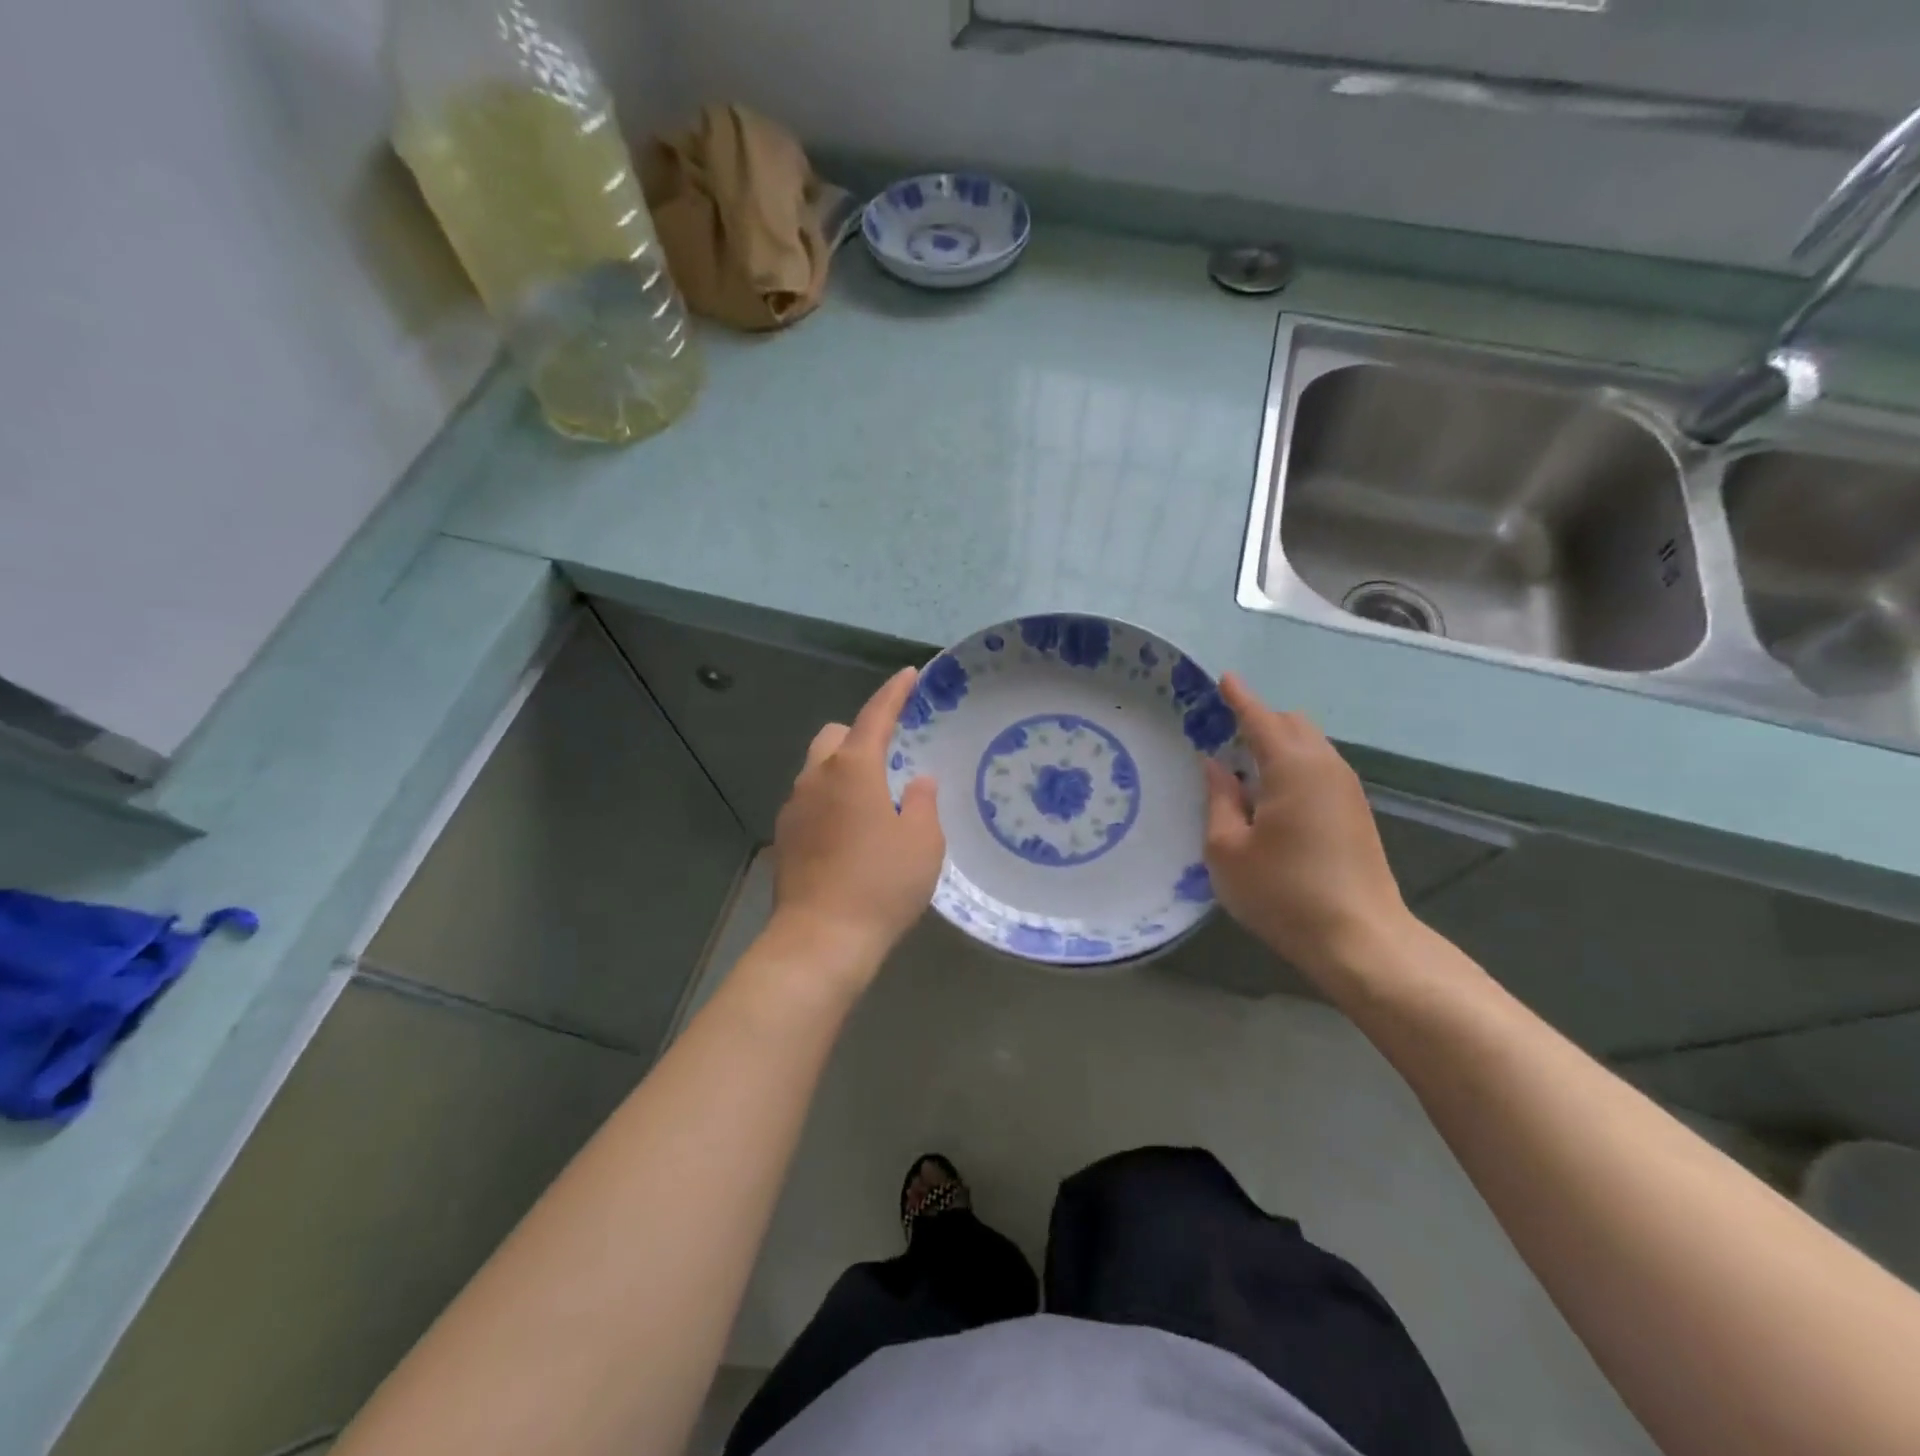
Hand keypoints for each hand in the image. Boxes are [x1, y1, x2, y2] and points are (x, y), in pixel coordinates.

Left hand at [769, 668, 944, 977]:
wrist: (821, 939)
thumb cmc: (881, 883)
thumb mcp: (922, 841)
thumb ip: (923, 802)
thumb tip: (916, 783)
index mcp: (852, 768)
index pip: (874, 716)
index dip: (894, 693)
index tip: (909, 675)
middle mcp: (815, 777)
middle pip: (835, 737)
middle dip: (860, 736)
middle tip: (889, 760)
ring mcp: (794, 807)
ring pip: (818, 770)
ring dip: (843, 773)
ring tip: (873, 804)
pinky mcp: (785, 837)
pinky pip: (810, 802)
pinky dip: (830, 802)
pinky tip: (850, 835)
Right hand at [1202, 674, 1413, 984]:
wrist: (1360, 940)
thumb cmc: (1283, 893)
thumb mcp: (1227, 850)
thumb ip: (1219, 799)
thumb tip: (1216, 765)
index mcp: (1293, 768)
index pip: (1261, 718)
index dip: (1239, 697)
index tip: (1223, 678)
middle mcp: (1326, 767)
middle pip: (1292, 724)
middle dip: (1259, 718)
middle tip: (1222, 733)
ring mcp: (1347, 789)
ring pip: (1310, 745)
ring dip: (1278, 743)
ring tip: (1243, 764)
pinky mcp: (1356, 812)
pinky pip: (1319, 768)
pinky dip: (1293, 764)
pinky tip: (1271, 794)